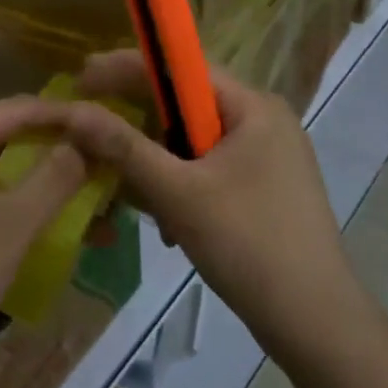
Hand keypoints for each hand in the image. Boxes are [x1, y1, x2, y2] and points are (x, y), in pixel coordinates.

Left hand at [0, 98, 87, 387]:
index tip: (110, 122)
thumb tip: (90, 138)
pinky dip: (20, 205)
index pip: (12, 110)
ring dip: (43, 182)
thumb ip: (56, 176)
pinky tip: (58, 218)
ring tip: (94, 191)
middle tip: (106, 158)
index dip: (64, 115)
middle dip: (57, 151)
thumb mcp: (12, 225)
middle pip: (4, 138)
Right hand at [59, 53, 361, 364]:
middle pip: (188, 106)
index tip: (82, 78)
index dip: (128, 68)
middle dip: (141, 125)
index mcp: (254, 107)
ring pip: (196, 143)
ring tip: (133, 196)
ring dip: (159, 165)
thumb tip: (75, 110)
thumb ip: (124, 148)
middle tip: (94, 137)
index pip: (184, 67)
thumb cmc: (246, 244)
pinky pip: (210, 170)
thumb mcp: (177, 193)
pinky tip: (169, 223)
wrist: (313, 320)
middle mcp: (265, 122)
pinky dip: (182, 186)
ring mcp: (270, 157)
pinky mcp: (266, 189)